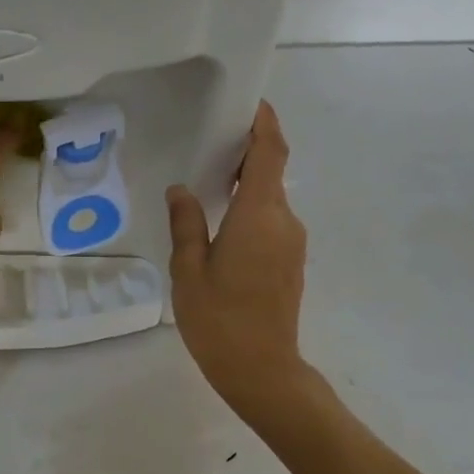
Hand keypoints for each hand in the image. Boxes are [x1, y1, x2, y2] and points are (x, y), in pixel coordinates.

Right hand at [167, 102, 311, 410]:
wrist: (264, 371)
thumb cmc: (220, 319)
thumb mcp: (189, 270)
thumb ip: (186, 224)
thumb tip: (181, 190)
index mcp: (259, 215)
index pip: (270, 153)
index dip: (264, 123)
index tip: (250, 102)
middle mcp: (283, 220)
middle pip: (273, 170)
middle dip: (250, 148)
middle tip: (212, 137)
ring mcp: (292, 242)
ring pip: (272, 196)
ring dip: (249, 179)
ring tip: (210, 175)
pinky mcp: (290, 260)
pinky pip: (272, 218)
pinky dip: (252, 204)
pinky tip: (222, 216)